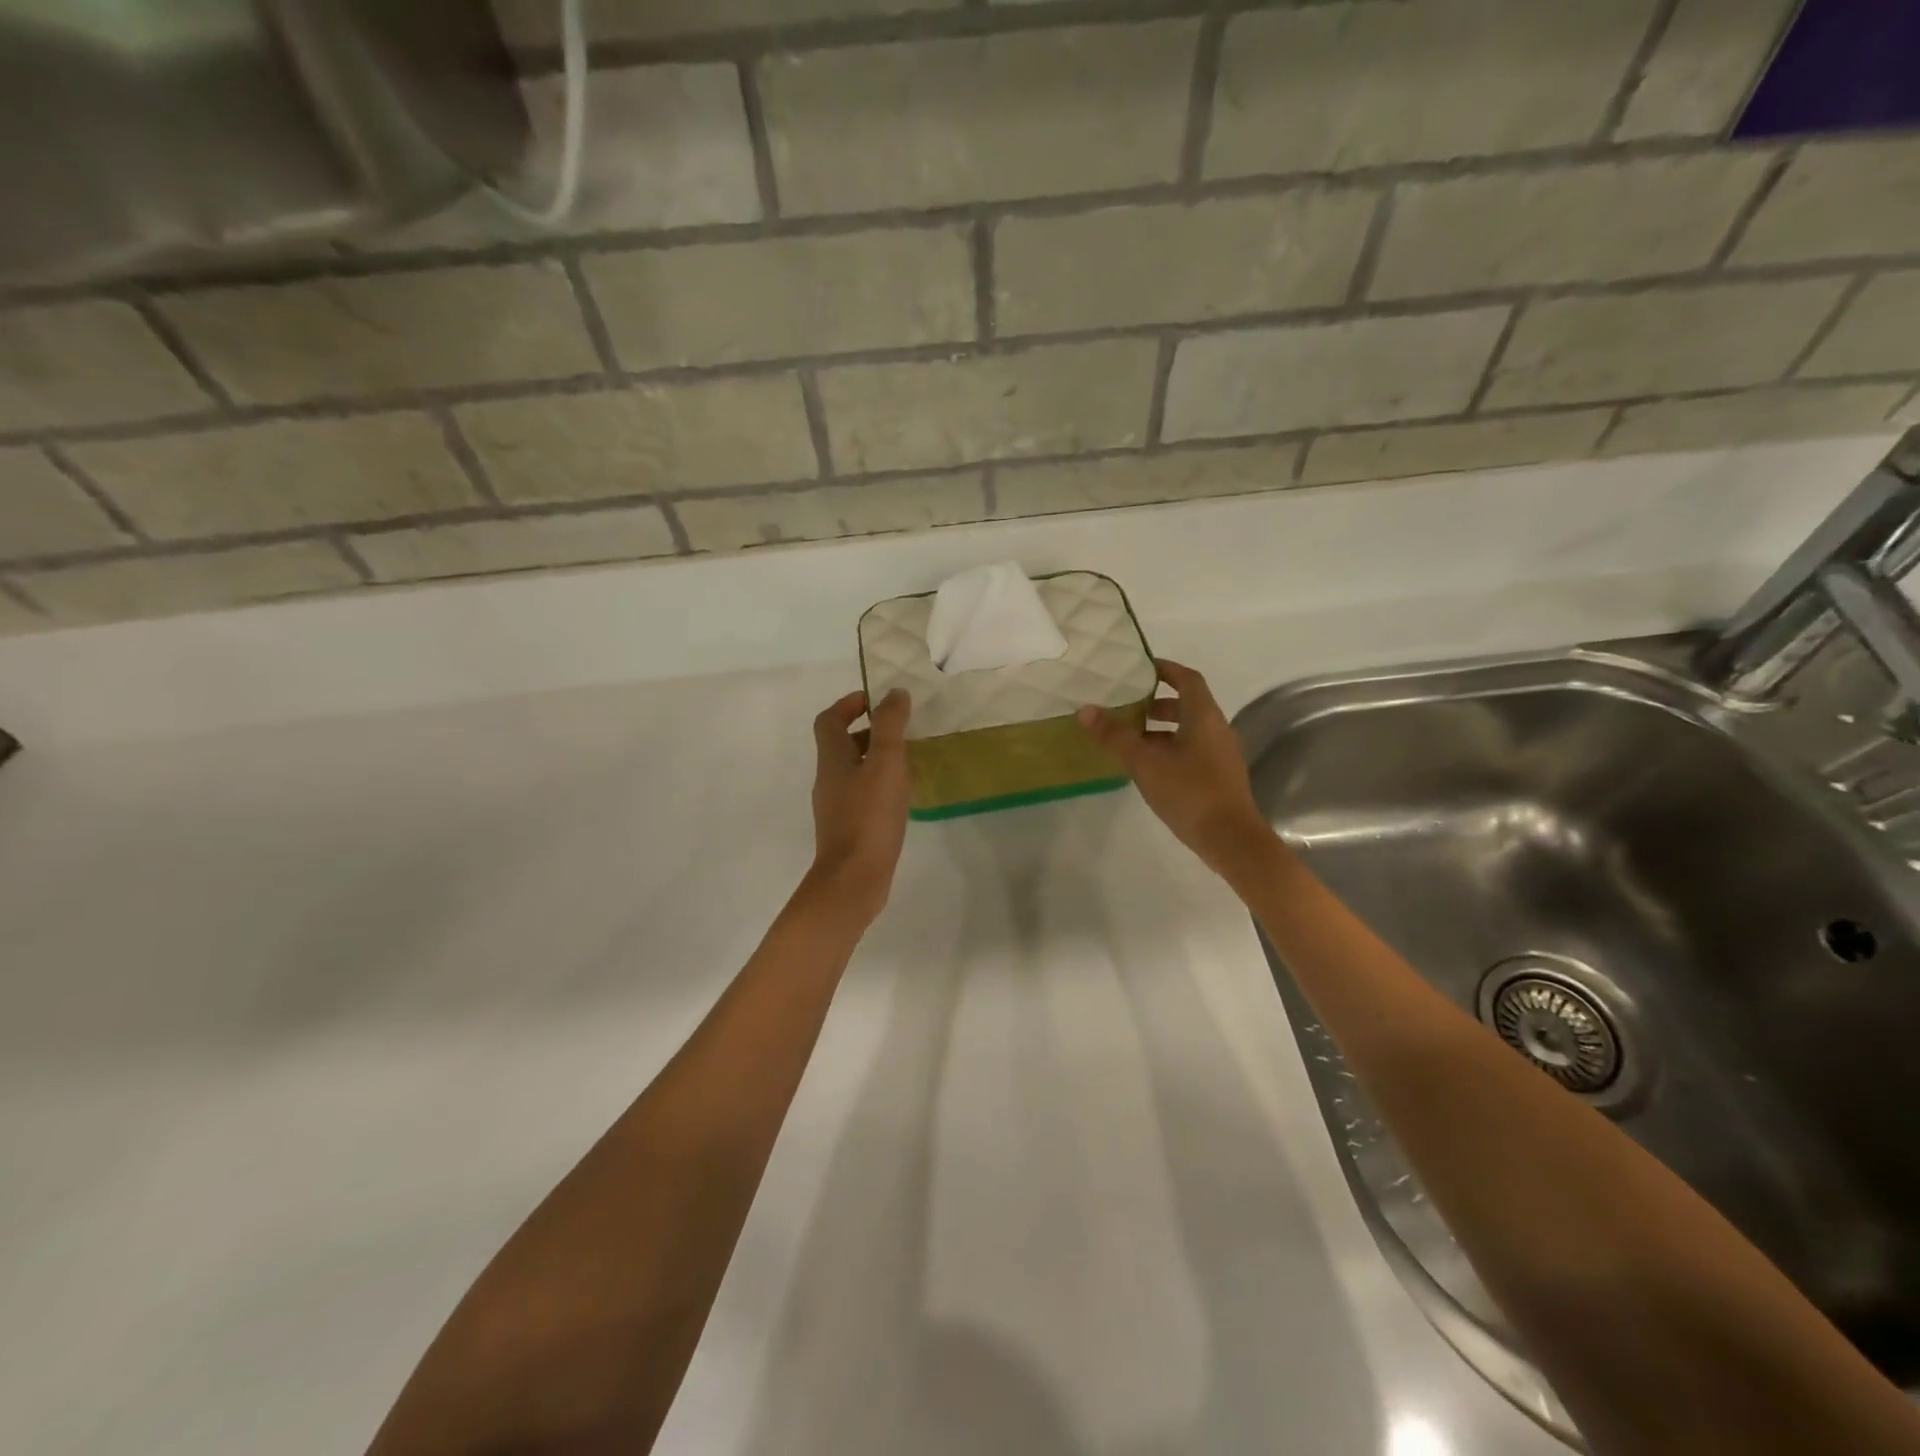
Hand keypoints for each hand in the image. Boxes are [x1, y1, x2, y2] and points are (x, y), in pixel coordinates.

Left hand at [809, 688, 912, 921]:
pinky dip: (878, 786)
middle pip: (840, 745)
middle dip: (868, 731)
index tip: (875, 700)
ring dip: (875, 759)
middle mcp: (828, 779)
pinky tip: (901, 797)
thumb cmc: (869, 815)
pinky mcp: (847, 829)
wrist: (853, 878)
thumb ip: (890, 725)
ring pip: (852, 771)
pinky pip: (861, 795)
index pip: (830, 720)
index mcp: (832, 759)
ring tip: (907, 761)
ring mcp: (835, 806)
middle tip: (899, 731)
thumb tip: (894, 694)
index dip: (848, 704)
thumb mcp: (886, 762)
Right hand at [1078, 659, 1273, 874]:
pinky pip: (1193, 750)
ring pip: (1189, 730)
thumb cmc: (1189, 792)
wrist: (1231, 839)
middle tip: (1128, 707)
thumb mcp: (1145, 763)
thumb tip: (1085, 710)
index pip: (1187, 679)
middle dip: (1158, 703)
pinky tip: (1150, 768)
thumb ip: (1115, 736)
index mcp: (1203, 716)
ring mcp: (1221, 754)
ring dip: (1162, 729)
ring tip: (1132, 740)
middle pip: (1188, 705)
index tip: (1141, 668)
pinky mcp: (1220, 776)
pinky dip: (1171, 749)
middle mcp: (1217, 729)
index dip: (1165, 669)